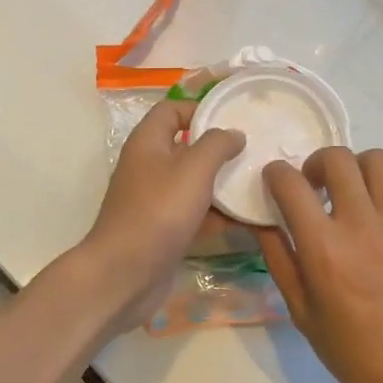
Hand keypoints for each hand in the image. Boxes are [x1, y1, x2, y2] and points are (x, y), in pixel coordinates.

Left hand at [81, 99, 245, 331]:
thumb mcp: (193, 170)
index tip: (235, 117)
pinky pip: (194, 211)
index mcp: (148, 141)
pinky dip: (216, 213)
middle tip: (255, 150)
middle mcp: (148, 165)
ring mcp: (154, 198)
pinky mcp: (162, 227)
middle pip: (186, 146)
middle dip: (219, 148)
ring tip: (258, 181)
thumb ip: (216, 144)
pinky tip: (247, 219)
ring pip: (193, 181)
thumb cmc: (158, 212)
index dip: (201, 108)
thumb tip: (234, 133)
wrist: (124, 274)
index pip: (172, 109)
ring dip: (221, 182)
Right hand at [256, 147, 382, 382]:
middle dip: (314, 164)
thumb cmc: (354, 353)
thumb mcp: (301, 311)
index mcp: (325, 248)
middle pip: (336, 158)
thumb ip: (279, 258)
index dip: (275, 174)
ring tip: (347, 196)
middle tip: (312, 189)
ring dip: (353, 168)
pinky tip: (373, 221)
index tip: (274, 182)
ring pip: (375, 159)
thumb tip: (262, 220)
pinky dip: (378, 189)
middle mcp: (363, 223)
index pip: (291, 183)